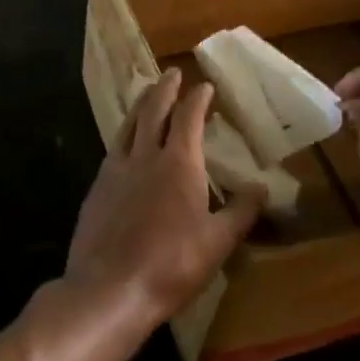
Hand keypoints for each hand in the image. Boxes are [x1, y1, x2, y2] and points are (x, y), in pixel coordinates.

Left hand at [63, 68, 263, 338]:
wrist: (109, 287)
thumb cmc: (171, 265)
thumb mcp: (218, 242)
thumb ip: (240, 211)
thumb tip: (262, 187)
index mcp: (178, 163)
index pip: (188, 117)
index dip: (197, 98)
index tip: (205, 85)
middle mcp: (145, 155)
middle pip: (154, 110)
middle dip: (165, 88)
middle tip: (172, 73)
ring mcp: (116, 169)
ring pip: (129, 124)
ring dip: (141, 104)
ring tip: (147, 93)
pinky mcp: (97, 187)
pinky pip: (114, 147)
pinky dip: (124, 133)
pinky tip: (125, 142)